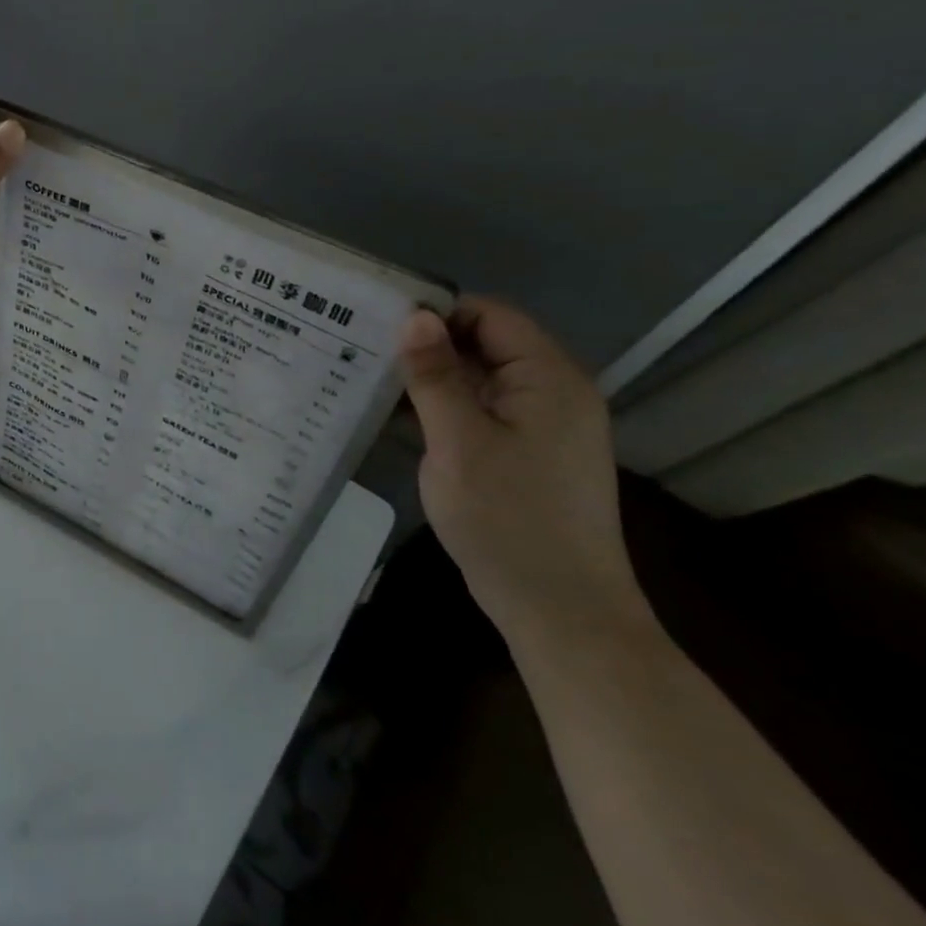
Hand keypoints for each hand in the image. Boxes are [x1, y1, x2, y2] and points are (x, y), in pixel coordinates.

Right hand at [396, 297, 649, 651]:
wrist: (561, 612)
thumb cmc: (508, 520)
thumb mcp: (458, 442)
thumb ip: (434, 376)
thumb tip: (414, 316)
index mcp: (548, 378)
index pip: (490, 315)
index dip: (436, 313)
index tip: (379, 326)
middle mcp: (553, 392)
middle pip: (485, 345)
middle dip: (428, 347)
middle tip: (364, 353)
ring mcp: (543, 426)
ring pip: (480, 380)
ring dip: (432, 381)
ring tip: (370, 382)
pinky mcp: (529, 455)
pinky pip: (483, 413)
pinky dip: (445, 410)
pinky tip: (399, 420)